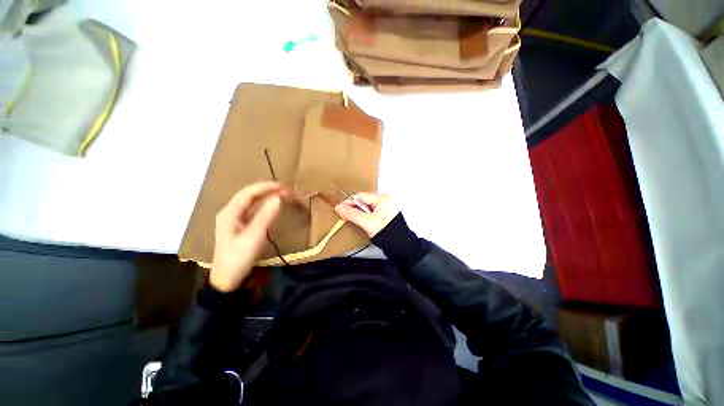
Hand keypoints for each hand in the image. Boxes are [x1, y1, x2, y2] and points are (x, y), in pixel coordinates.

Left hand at [210, 182, 284, 291]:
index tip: (283, 187)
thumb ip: (265, 216)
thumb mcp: (253, 237)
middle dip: (267, 190)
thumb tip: (278, 198)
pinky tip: (272, 207)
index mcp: (230, 213)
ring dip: (266, 197)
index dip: (266, 187)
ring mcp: (235, 221)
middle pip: (249, 196)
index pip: (248, 193)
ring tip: (282, 195)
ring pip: (251, 203)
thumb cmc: (238, 258)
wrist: (227, 281)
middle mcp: (230, 213)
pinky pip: (253, 211)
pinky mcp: (240, 228)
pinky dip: (264, 207)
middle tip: (286, 191)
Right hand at [335, 192, 399, 236]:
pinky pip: (373, 211)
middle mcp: (387, 199)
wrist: (400, 246)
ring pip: (368, 206)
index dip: (350, 202)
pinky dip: (366, 215)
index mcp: (384, 198)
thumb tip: (339, 207)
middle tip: (345, 215)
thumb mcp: (367, 222)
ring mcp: (388, 206)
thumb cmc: (386, 232)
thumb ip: (352, 214)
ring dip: (360, 212)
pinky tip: (363, 221)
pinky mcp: (387, 213)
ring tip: (353, 219)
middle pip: (365, 200)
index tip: (340, 208)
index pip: (362, 196)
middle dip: (355, 208)